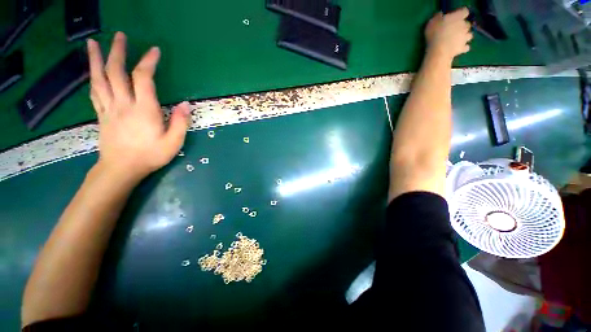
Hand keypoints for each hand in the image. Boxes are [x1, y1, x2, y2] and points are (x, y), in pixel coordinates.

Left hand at [87, 32, 190, 182]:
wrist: (121, 169)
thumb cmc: (150, 156)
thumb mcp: (173, 142)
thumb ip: (180, 123)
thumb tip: (186, 104)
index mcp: (143, 110)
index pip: (143, 79)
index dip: (148, 62)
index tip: (154, 50)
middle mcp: (123, 104)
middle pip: (116, 73)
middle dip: (117, 52)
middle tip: (119, 35)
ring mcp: (109, 109)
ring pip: (99, 79)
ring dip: (96, 59)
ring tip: (92, 43)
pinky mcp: (101, 115)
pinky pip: (94, 93)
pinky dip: (92, 78)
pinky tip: (92, 71)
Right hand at [425, 8, 472, 60]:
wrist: (439, 52)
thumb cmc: (435, 35)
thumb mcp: (432, 23)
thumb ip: (437, 18)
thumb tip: (440, 15)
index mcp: (458, 17)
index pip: (464, 11)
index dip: (460, 14)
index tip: (455, 17)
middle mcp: (464, 26)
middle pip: (467, 24)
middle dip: (463, 26)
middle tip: (455, 30)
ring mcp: (465, 38)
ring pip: (469, 35)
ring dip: (465, 36)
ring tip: (458, 39)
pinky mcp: (463, 48)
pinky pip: (466, 47)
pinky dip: (464, 47)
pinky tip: (459, 48)